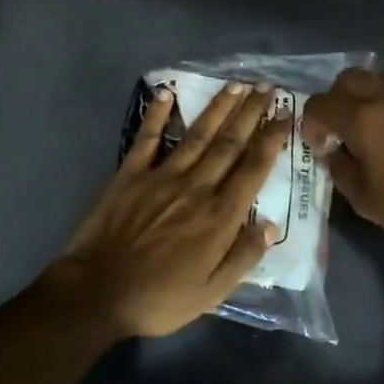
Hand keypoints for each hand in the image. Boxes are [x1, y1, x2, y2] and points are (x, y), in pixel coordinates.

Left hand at [50, 81, 289, 337]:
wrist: (97, 293)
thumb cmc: (159, 299)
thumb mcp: (212, 293)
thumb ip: (244, 256)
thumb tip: (272, 225)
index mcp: (220, 216)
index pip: (254, 168)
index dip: (272, 139)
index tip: (286, 114)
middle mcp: (196, 187)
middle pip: (230, 143)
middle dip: (251, 113)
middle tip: (267, 87)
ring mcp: (161, 177)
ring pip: (198, 134)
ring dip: (218, 107)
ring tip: (236, 84)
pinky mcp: (130, 175)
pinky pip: (147, 139)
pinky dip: (158, 115)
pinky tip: (167, 92)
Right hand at [303, 68, 383, 255]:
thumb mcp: (362, 198)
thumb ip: (339, 167)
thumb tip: (333, 150)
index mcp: (364, 120)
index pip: (321, 103)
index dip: (311, 122)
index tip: (320, 144)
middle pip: (350, 78)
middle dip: (337, 98)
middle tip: (341, 127)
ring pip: (382, 79)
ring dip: (369, 96)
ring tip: (374, 127)